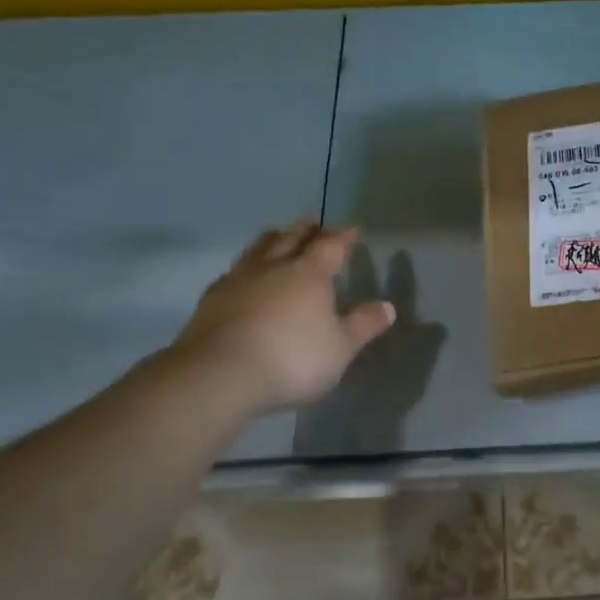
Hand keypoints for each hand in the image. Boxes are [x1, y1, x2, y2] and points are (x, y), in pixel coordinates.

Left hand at [167, 218, 395, 412]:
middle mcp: (274, 267)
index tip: (353, 228)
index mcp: (309, 273)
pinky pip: (233, 273)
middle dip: (306, 230)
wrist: (219, 375)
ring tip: (278, 237)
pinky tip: (243, 277)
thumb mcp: (340, 348)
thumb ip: (363, 325)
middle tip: (314, 223)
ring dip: (272, 240)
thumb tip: (388, 306)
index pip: (331, 245)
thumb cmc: (291, 358)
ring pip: (258, 249)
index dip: (344, 235)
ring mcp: (239, 280)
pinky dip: (245, 268)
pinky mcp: (211, 300)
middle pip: (291, 238)